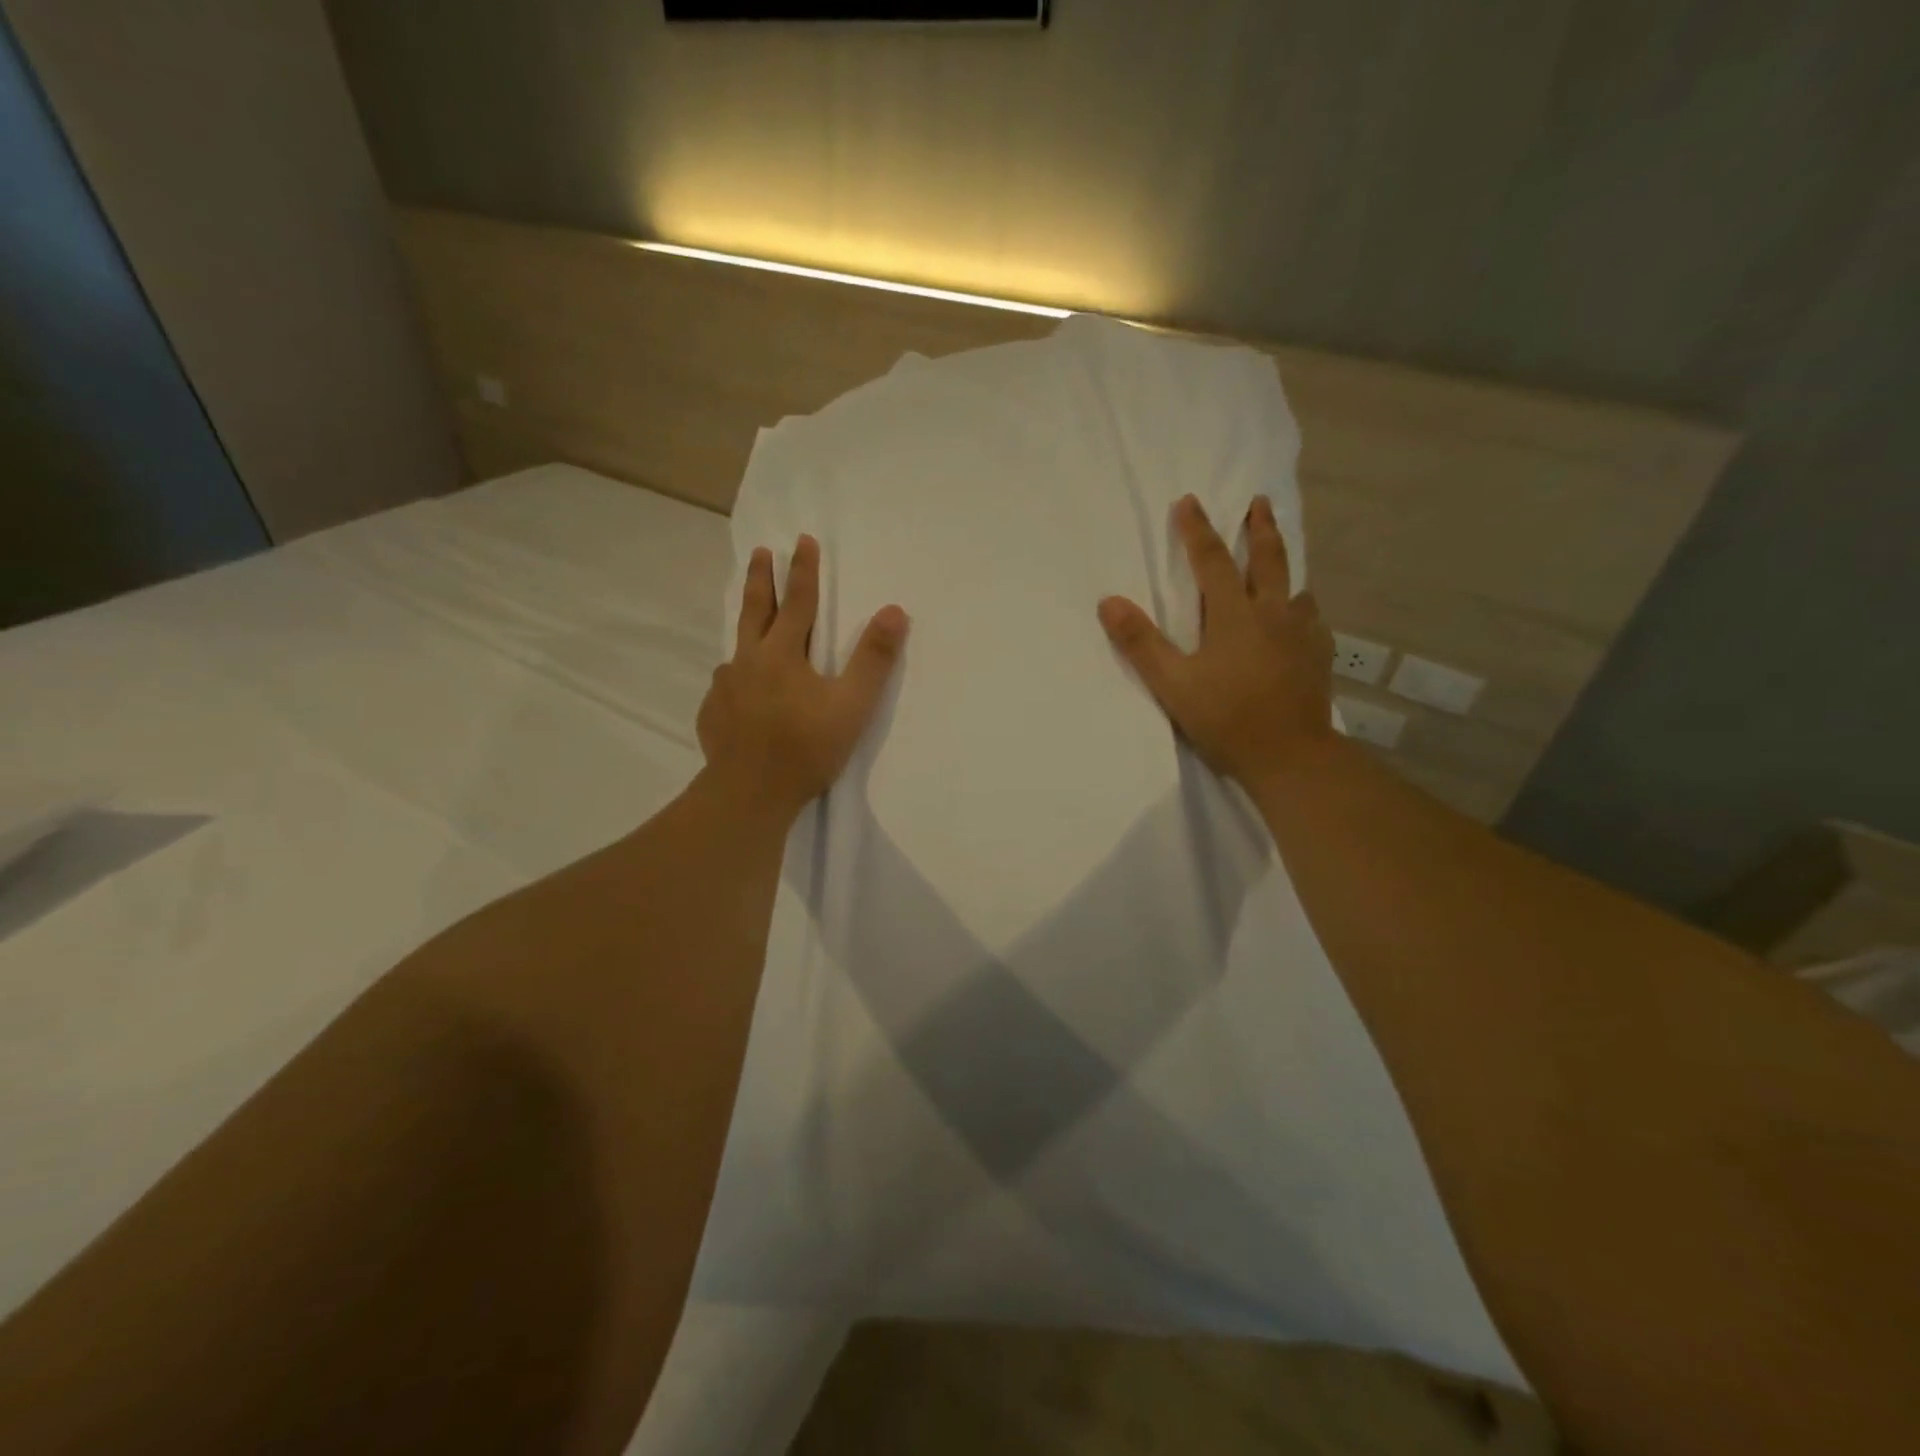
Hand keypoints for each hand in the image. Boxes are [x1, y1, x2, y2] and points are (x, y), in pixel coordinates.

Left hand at [697, 534, 908, 818]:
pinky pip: (726, 687)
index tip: (803, 539)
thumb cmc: (806, 747)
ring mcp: (725, 688)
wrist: (750, 793)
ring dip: (746, 632)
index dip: (803, 570)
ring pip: (736, 650)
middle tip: (759, 552)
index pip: (797, 601)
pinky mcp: (712, 714)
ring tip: (752, 632)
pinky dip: (737, 681)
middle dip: (760, 578)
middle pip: (755, 610)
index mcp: (782, 653)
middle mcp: (748, 661)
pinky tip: (741, 695)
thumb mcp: (852, 704)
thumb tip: (894, 611)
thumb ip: (873, 659)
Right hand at [1098, 494, 1333, 788]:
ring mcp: (1301, 634)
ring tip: (1279, 562)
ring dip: (1284, 568)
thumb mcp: (1172, 684)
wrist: (1290, 756)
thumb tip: (1109, 601)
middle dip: (1260, 528)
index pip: (1212, 561)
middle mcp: (1272, 614)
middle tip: (1260, 502)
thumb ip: (1141, 643)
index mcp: (1233, 615)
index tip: (1189, 501)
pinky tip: (1301, 618)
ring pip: (1295, 588)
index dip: (1198, 530)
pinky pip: (1312, 620)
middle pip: (1268, 560)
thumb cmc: (1226, 718)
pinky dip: (1302, 609)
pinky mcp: (1318, 657)